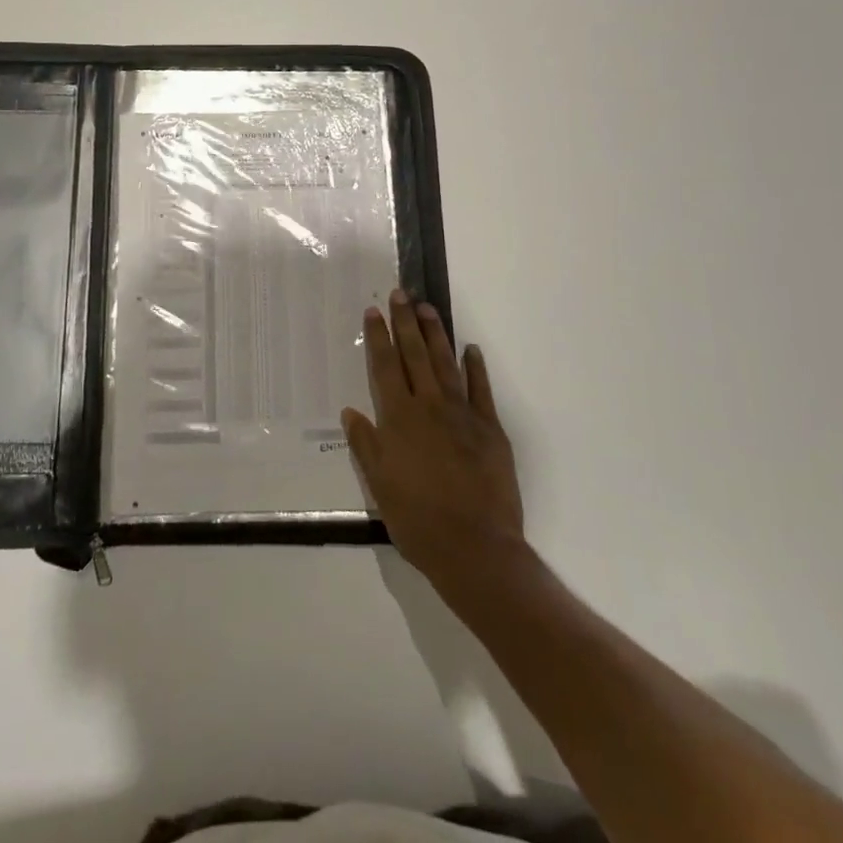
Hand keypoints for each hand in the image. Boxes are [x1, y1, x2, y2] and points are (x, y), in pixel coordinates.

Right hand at [342, 290, 526, 590]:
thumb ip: (366, 445)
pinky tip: (471, 349)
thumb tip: (351, 412)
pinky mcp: (490, 429)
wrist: (476, 548)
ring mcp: (463, 415)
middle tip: (400, 293)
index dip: (378, 337)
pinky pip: (481, 390)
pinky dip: (476, 367)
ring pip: (446, 364)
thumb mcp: (380, 486)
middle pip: (415, 355)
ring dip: (435, 334)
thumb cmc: (419, 520)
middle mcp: (429, 407)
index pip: (386, 367)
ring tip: (427, 308)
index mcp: (399, 419)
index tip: (373, 311)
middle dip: (405, 322)